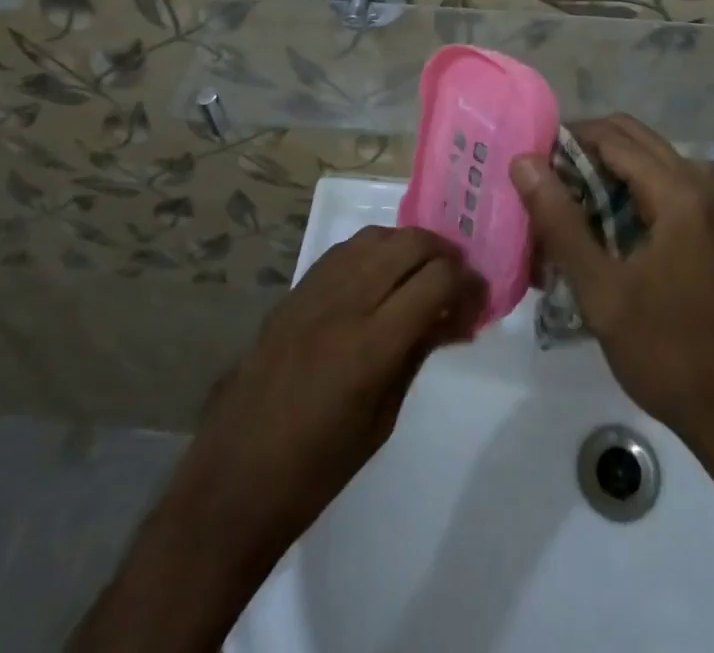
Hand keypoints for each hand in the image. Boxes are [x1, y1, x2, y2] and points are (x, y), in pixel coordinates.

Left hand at [171, 227, 483, 570]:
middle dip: (444, 255)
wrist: (234, 478)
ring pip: (377, 236)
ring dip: (409, 247)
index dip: (468, 283)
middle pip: (410, 243)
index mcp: (373, 345)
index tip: (479, 300)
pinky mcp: (295, 290)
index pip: (437, 279)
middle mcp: (347, 302)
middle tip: (457, 282)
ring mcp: (316, 290)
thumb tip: (454, 317)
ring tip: (421, 274)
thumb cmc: (317, 468)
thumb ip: (418, 353)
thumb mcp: (383, 419)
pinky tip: (381, 277)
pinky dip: (374, 251)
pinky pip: (346, 249)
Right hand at [511, 115, 713, 449]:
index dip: (564, 142)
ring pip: (641, 159)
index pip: (611, 137)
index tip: (526, 165)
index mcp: (678, 191)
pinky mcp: (703, 223)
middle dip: (582, 151)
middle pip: (629, 138)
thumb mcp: (600, 289)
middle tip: (539, 182)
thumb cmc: (663, 350)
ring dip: (600, 170)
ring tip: (557, 203)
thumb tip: (524, 162)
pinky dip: (620, 191)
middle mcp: (697, 182)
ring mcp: (704, 202)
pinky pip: (655, 184)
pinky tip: (590, 225)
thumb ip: (559, 221)